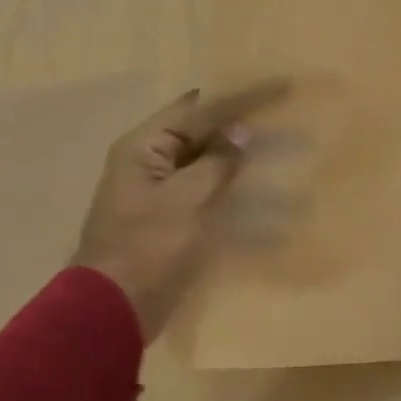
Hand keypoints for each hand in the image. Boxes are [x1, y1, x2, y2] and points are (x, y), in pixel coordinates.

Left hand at [74, 81, 288, 339]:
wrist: (113, 312)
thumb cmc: (147, 249)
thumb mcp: (186, 200)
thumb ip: (217, 163)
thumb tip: (242, 131)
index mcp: (145, 148)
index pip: (199, 108)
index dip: (240, 96)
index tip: (280, 88)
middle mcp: (151, 164)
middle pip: (205, 135)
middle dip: (246, 129)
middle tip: (288, 121)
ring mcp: (162, 196)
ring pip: (212, 168)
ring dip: (245, 165)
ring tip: (285, 161)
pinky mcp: (173, 224)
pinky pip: (211, 200)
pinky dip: (237, 199)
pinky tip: (269, 208)